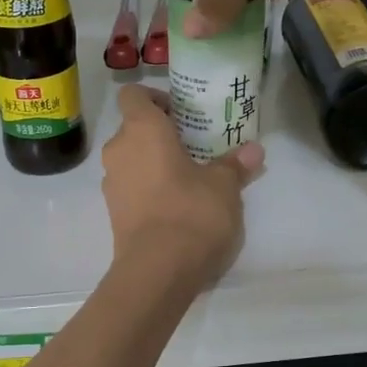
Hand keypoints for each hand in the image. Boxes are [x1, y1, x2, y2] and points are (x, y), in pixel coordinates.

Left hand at [101, 85, 262, 282]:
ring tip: (188, 178)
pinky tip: (176, 206)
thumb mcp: (224, 186)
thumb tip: (254, 150)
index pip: (133, 95)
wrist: (157, 271)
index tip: (181, 113)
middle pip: (134, 129)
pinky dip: (149, 188)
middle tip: (194, 146)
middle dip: (161, 134)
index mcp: (141, 130)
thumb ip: (235, 165)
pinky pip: (131, 188)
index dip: (154, 98)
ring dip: (154, 163)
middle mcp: (118, 151)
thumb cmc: (191, 212)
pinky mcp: (113, 214)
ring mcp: (111, 184)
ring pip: (132, 160)